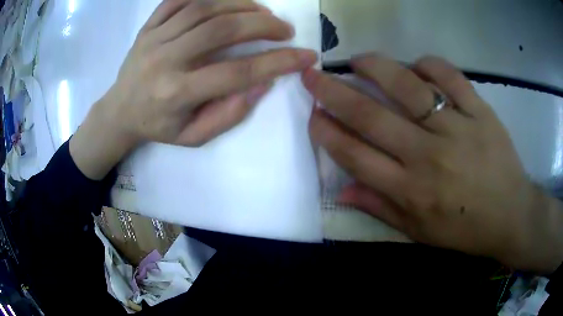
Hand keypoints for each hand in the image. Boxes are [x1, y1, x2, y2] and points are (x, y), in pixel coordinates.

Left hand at [70, 0, 316, 179]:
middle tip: (284, 28)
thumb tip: (262, 83)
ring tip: (262, 12)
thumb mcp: (193, 136)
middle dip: (262, 24)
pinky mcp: (148, 27)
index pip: (236, 72)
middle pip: (221, 29)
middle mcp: (164, 60)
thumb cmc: (158, 126)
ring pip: (203, 8)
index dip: (278, 62)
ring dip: (241, 5)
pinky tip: (228, 1)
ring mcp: (153, 38)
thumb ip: (228, 114)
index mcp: (176, 94)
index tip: (305, 56)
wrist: (119, 111)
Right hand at [304, 54, 562, 272]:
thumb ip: (380, 208)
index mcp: (410, 190)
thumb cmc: (465, 229)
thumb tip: (341, 191)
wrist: (510, 215)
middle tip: (314, 75)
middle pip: (371, 116)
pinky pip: (450, 77)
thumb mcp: (419, 232)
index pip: (355, 155)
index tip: (312, 114)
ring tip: (358, 59)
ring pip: (408, 87)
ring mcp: (457, 128)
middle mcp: (428, 155)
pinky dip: (429, 64)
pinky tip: (417, 64)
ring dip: (376, 67)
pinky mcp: (480, 111)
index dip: (326, 132)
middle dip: (333, 92)